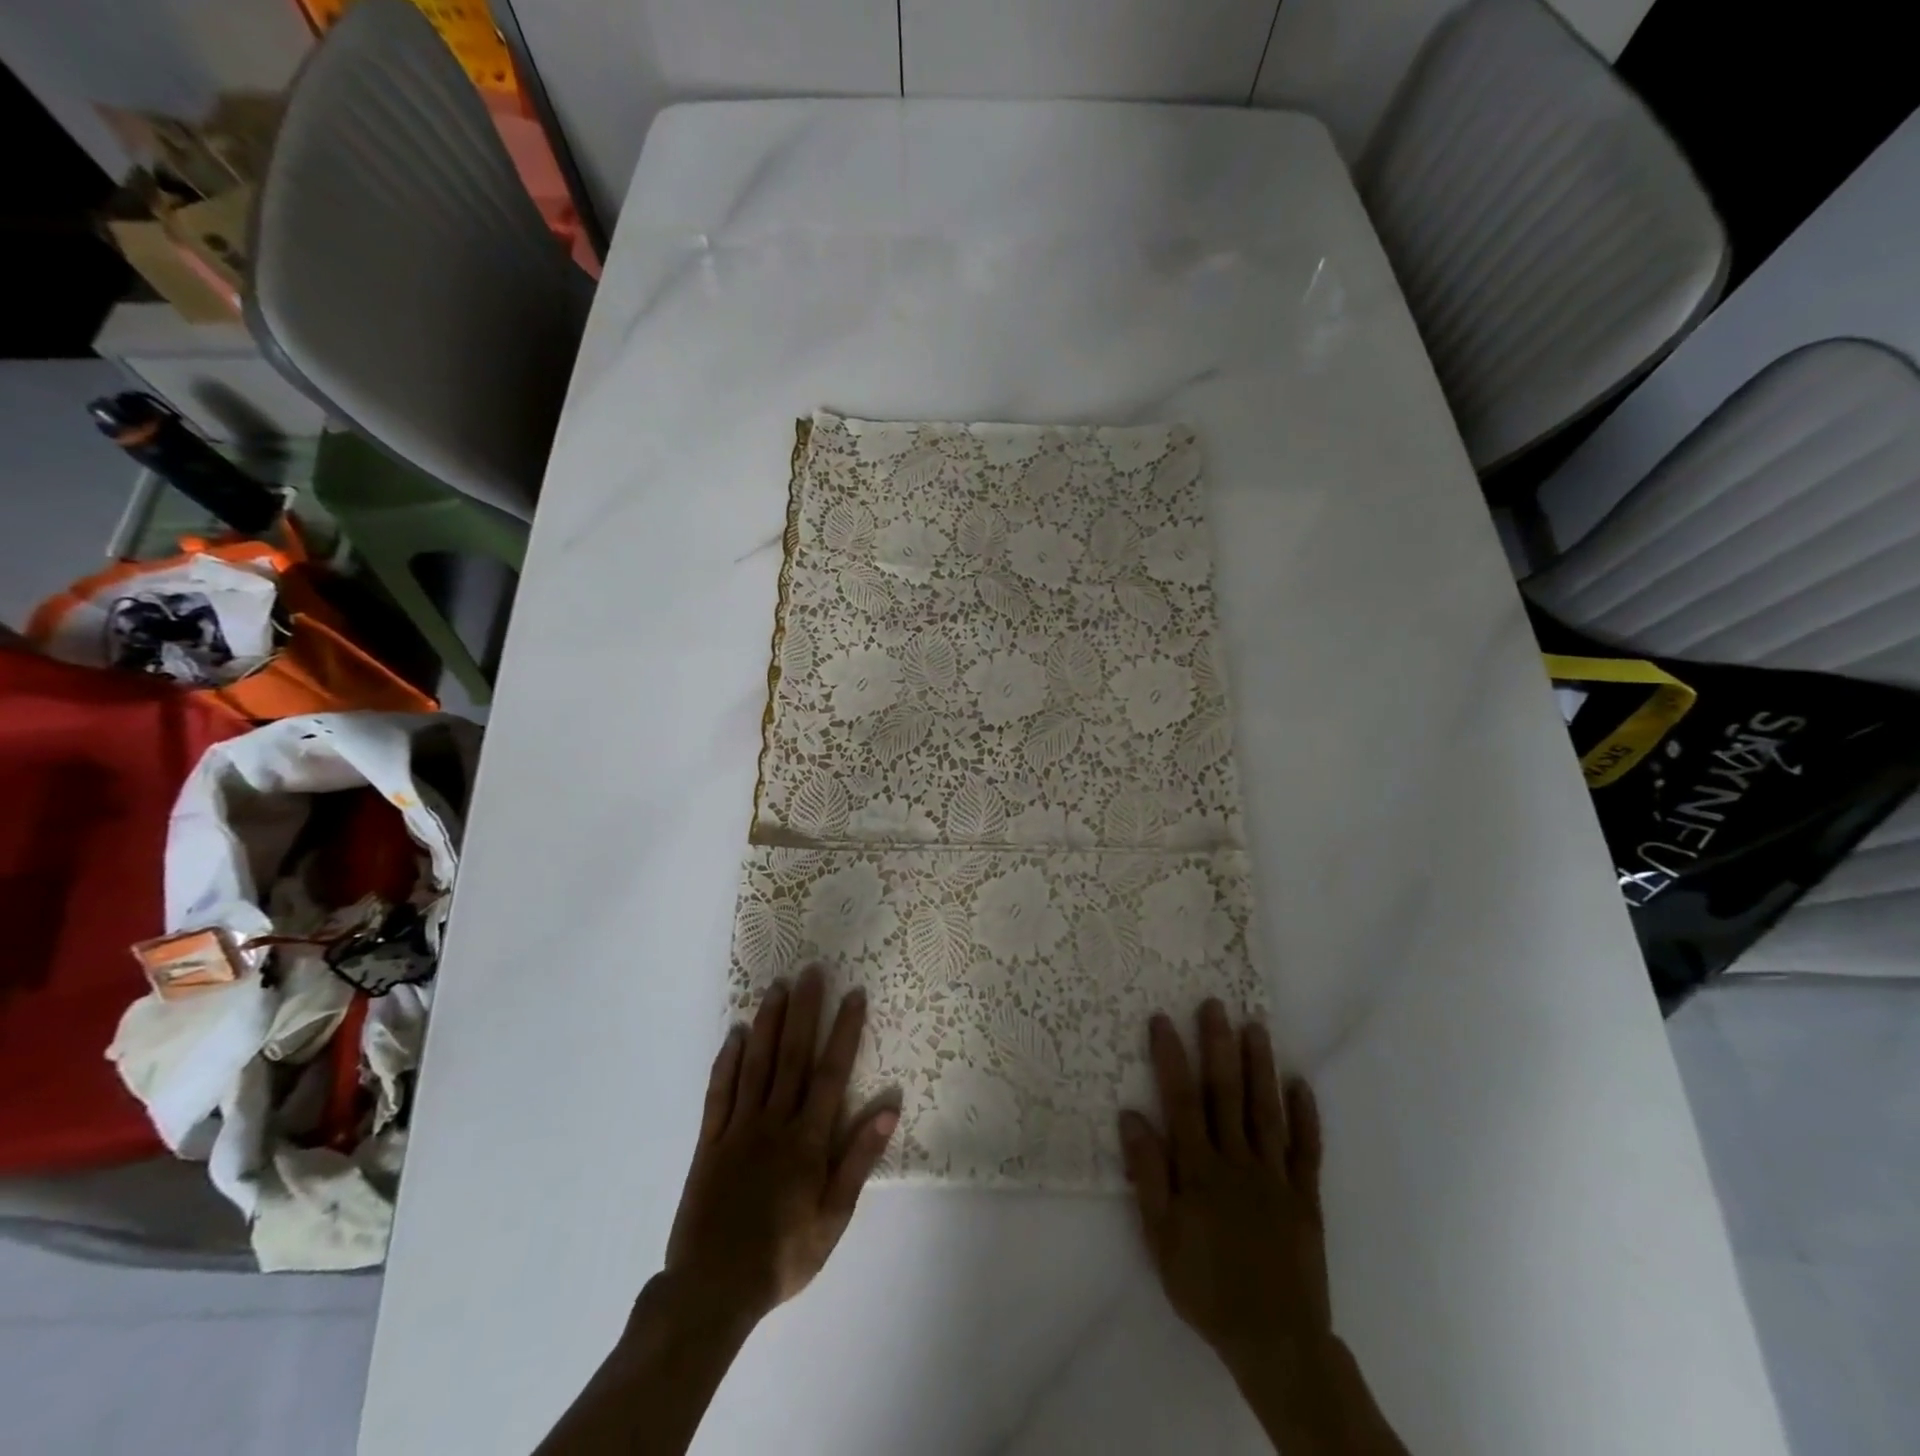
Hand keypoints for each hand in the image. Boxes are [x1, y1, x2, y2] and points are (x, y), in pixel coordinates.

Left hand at [663, 966, 897, 1329]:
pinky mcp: (709, 1142)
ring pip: (756, 1065)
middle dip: (804, 1011)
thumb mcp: (833, 1218)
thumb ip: (858, 1159)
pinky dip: (727, 1061)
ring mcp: (738, 1129)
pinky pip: (719, 1093)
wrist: (712, 1291)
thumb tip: (889, 1108)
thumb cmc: (783, 1256)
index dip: (844, 1031)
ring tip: (777, 987)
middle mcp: (774, 1123)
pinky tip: (735, 1034)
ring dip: (768, 1023)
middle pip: (792, 1056)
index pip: (831, 1073)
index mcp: (808, 1140)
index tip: (854, 995)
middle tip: (810, 971)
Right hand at [1120, 1001, 1329, 1375]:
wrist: (1276, 1343)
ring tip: (1255, 1026)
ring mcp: (1276, 1177)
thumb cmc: (1207, 1287)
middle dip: (1219, 1046)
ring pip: (1266, 1111)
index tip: (1162, 1019)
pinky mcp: (1306, 1197)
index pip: (1182, 1102)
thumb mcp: (1160, 1239)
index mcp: (1200, 1171)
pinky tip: (1301, 1083)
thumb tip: (1131, 1116)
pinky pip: (1307, 1150)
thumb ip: (1147, 1176)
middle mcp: (1238, 1162)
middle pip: (1227, 1095)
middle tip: (1215, 1004)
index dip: (1171, 1058)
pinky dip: (1306, 1116)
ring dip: (1260, 1066)